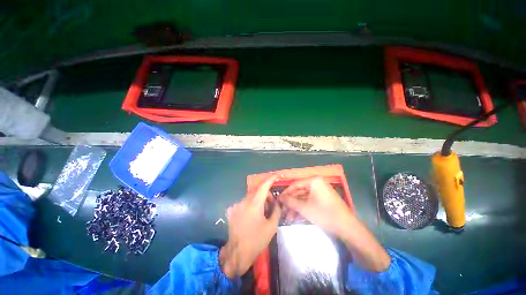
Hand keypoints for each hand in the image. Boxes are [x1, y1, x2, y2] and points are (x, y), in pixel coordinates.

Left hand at [220, 176, 280, 278]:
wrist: (237, 252)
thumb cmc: (256, 240)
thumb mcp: (271, 226)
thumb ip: (276, 211)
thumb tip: (278, 202)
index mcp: (254, 204)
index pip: (264, 186)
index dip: (271, 179)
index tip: (276, 175)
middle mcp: (244, 201)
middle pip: (257, 191)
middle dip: (266, 194)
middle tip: (272, 204)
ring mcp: (236, 205)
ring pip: (251, 197)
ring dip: (258, 200)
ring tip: (262, 212)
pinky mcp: (232, 210)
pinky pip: (244, 202)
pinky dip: (251, 205)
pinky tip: (252, 216)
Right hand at [281, 177, 390, 271]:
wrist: (347, 228)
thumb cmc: (324, 214)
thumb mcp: (304, 208)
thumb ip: (290, 201)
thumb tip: (278, 197)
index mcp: (314, 181)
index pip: (295, 184)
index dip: (286, 192)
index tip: (278, 200)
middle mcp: (317, 183)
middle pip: (299, 191)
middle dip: (291, 202)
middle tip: (283, 211)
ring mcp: (321, 192)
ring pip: (304, 198)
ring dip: (296, 207)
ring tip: (288, 217)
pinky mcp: (323, 200)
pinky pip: (310, 201)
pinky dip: (303, 208)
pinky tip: (296, 217)